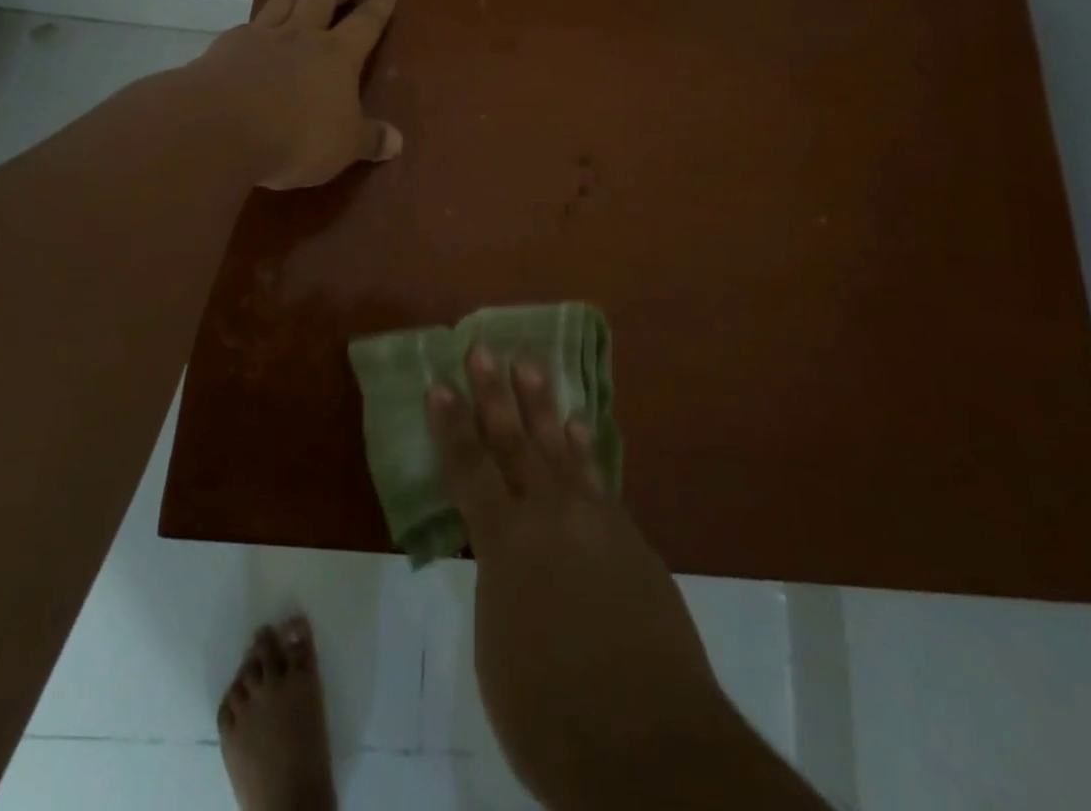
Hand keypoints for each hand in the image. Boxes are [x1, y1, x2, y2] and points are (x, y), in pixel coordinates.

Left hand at [189, 0, 402, 189]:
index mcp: (338, 56)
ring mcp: (262, 38)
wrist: (220, 126)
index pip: (366, 23)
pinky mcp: (227, 48)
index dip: (380, 2)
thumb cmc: (296, 136)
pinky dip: (260, 16)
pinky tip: (257, 17)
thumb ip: (370, 140)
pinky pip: (250, 23)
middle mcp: (302, 37)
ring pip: (286, 0)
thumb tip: (398, 142)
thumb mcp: (344, 146)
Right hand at [430, 350, 820, 809]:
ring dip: (542, 404)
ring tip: (530, 365)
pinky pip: (597, 476)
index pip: (468, 469)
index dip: (451, 426)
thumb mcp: (496, 647)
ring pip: (559, 446)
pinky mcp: (629, 535)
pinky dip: (584, 446)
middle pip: (514, 441)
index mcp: (504, 541)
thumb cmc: (550, 712)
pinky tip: (578, 424)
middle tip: (483, 348)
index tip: (440, 384)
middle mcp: (548, 514)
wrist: (650, 742)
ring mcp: (594, 519)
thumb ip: (498, 584)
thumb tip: (504, 555)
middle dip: (494, 393)